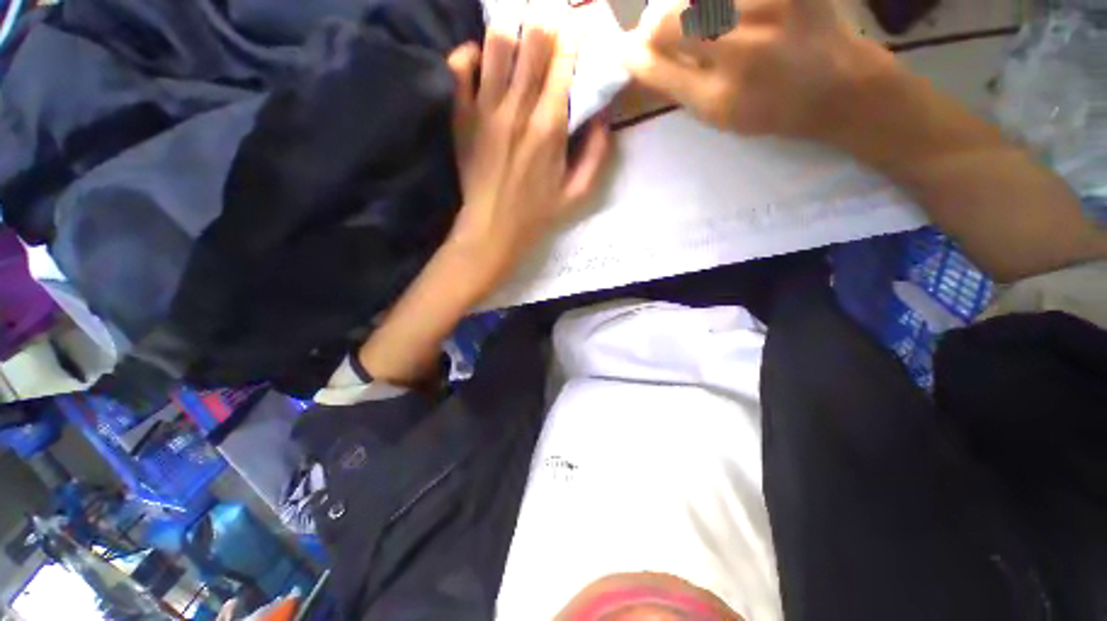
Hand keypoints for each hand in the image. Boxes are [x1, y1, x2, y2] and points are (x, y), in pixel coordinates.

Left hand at [446, 7, 610, 289]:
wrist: (492, 228)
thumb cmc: (537, 214)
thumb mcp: (577, 193)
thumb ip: (597, 154)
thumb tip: (603, 115)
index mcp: (549, 128)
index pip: (564, 64)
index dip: (572, 38)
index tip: (577, 25)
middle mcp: (517, 109)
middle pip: (532, 43)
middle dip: (546, 22)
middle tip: (550, 16)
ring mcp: (485, 109)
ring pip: (497, 45)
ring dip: (512, 28)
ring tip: (519, 27)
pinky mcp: (461, 116)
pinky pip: (460, 67)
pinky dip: (470, 53)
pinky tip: (481, 58)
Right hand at [622, 0, 884, 141]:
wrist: (838, 84)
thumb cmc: (770, 109)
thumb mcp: (719, 115)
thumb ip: (678, 87)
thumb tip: (640, 58)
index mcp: (720, 98)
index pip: (659, 68)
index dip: (637, 56)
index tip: (625, 49)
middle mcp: (740, 51)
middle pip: (672, 21)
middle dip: (655, 25)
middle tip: (657, 30)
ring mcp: (768, 8)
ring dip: (685, 8)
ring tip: (689, 22)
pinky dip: (710, 2)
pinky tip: (713, 11)